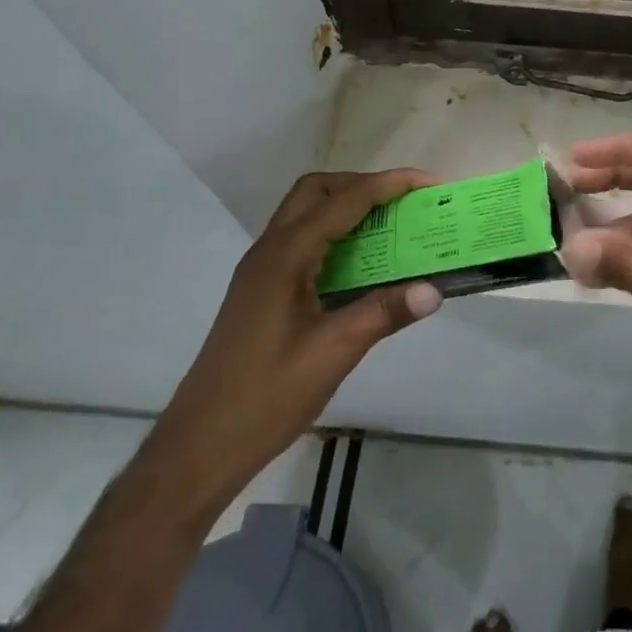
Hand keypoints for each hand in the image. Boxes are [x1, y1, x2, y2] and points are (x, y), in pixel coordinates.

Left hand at [149, 169, 443, 509]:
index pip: (345, 200)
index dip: (390, 184)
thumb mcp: (333, 353)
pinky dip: (335, 235)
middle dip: (365, 185)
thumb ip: (383, 313)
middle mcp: (270, 250)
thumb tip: (433, 290)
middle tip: (404, 203)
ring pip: (306, 213)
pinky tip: (360, 266)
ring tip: (390, 227)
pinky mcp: (261, 290)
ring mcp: (261, 270)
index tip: (430, 184)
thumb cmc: (265, 397)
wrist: (198, 447)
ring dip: (348, 207)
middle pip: (318, 190)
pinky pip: (302, 240)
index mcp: (285, 255)